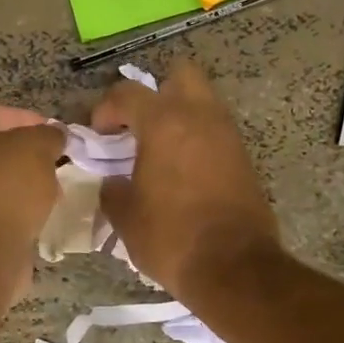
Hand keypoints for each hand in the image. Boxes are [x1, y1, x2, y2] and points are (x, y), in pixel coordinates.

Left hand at [0, 103, 65, 246]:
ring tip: (52, 190)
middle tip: (54, 161)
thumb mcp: (35, 146)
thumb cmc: (0, 184)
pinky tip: (37, 214)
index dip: (26, 119)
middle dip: (23, 155)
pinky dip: (11, 210)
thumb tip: (54, 137)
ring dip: (19, 184)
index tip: (54, 133)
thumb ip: (48, 135)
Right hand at [92, 61, 278, 299]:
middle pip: (180, 75)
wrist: (234, 267)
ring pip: (202, 103)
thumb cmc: (171, 237)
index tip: (99, 134)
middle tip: (139, 126)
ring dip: (179, 117)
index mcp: (164, 122)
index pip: (128, 93)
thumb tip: (112, 182)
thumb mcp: (125, 217)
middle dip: (156, 93)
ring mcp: (228, 135)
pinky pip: (216, 132)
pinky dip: (197, 140)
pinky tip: (182, 172)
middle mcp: (200, 117)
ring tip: (159, 151)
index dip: (106, 108)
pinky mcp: (244, 158)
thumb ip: (112, 189)